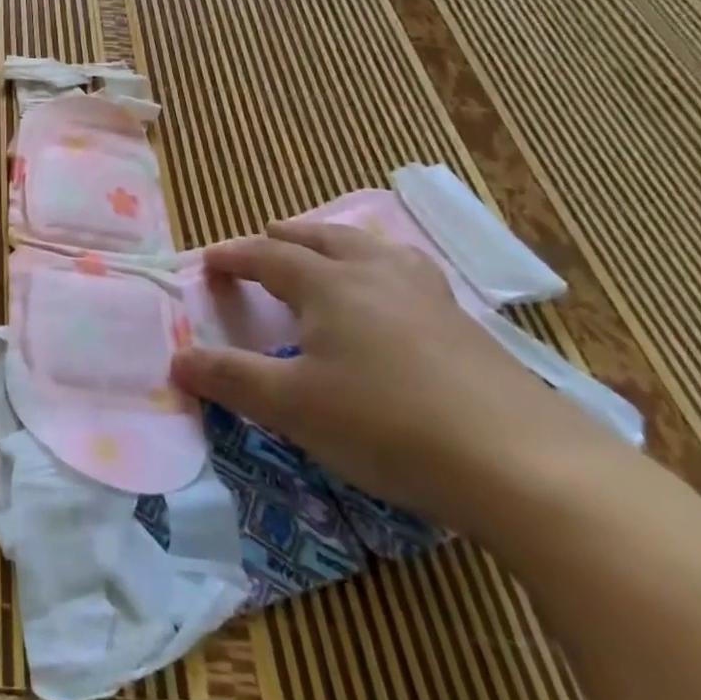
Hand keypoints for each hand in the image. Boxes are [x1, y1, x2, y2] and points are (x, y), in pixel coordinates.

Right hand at [169, 220, 614, 530]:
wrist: (524, 464)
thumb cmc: (387, 423)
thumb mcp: (292, 405)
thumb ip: (230, 378)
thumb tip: (176, 360)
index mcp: (330, 284)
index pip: (269, 255)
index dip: (234, 255)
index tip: (208, 261)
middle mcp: (377, 275)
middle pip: (325, 238)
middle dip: (289, 235)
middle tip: (267, 236)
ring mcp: (429, 298)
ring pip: (376, 251)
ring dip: (341, 245)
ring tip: (332, 254)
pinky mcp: (468, 328)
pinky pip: (412, 277)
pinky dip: (385, 272)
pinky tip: (395, 303)